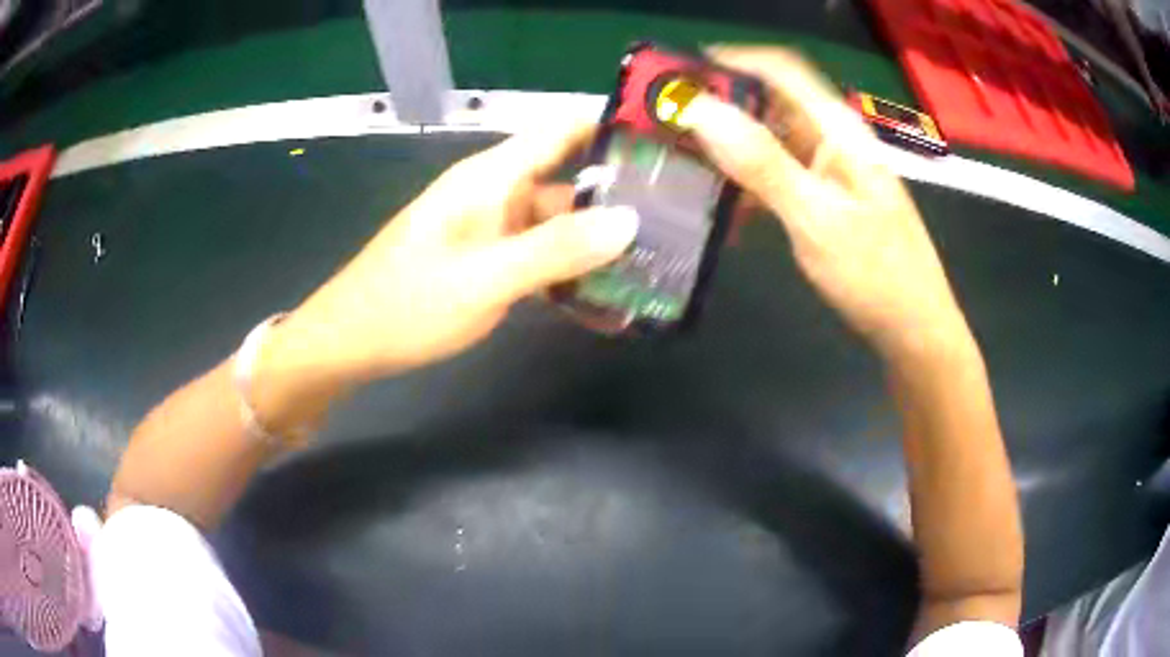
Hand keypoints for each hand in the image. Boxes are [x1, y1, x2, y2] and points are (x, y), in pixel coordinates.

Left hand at [256, 122, 637, 414]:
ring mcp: (490, 230)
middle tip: (676, 228)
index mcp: (491, 176)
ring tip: (651, 270)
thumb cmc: (407, 303)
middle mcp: (495, 193)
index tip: (663, 147)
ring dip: (596, 247)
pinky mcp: (486, 261)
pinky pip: (537, 259)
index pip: (561, 130)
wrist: (350, 343)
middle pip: (568, 183)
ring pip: (556, 227)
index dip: (610, 129)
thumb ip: (557, 248)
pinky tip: (602, 303)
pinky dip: (567, 275)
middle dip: (618, 202)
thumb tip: (630, 221)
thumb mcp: (486, 278)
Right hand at [678, 46, 970, 359]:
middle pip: (772, 101)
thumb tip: (700, 109)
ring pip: (772, 138)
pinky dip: (748, 178)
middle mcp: (834, 139)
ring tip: (681, 156)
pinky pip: (780, 173)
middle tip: (667, 121)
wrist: (914, 329)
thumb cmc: (875, 275)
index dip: (731, 61)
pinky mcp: (826, 197)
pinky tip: (720, 198)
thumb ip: (761, 162)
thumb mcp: (816, 218)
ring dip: (730, 143)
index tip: (678, 74)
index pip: (781, 70)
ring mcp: (831, 169)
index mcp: (839, 130)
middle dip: (721, 104)